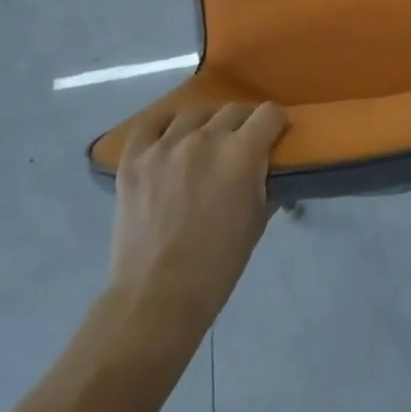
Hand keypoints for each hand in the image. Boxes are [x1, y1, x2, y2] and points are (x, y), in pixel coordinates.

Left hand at [109, 103, 286, 332]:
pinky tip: (168, 138)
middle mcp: (205, 138)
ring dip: (205, 126)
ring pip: (194, 113)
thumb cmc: (216, 268)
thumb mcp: (256, 223)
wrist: (155, 302)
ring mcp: (166, 145)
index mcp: (241, 153)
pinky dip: (163, 126)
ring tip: (202, 146)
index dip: (275, 124)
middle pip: (234, 109)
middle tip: (240, 147)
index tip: (273, 137)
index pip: (269, 113)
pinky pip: (151, 124)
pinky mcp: (135, 158)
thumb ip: (264, 182)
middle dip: (243, 125)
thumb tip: (266, 166)